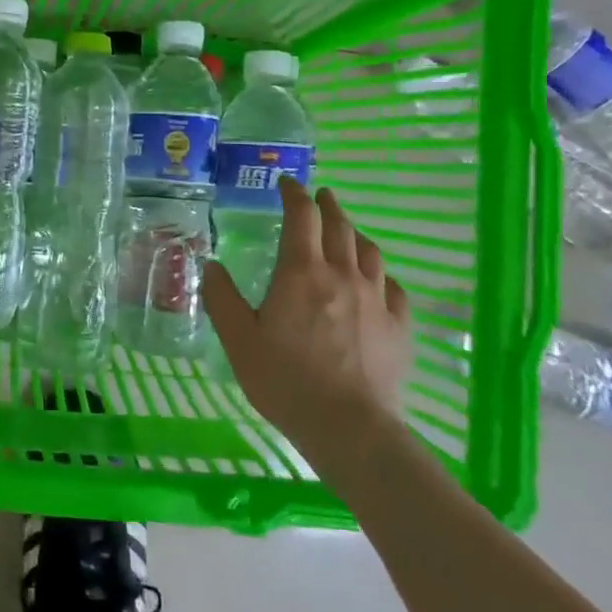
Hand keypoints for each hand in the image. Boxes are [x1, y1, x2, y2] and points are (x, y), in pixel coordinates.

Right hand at [202, 181, 412, 474]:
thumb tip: (212, 265)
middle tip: (320, 196)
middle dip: (328, 205)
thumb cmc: (285, 380)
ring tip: (347, 231)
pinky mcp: (399, 326)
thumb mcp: (238, 339)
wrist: (348, 427)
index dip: (294, 194)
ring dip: (355, 233)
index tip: (286, 183)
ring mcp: (376, 299)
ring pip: (370, 251)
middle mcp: (342, 274)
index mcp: (301, 272)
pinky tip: (376, 280)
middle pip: (340, 226)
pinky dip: (380, 273)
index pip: (301, 217)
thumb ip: (222, 298)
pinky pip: (394, 287)